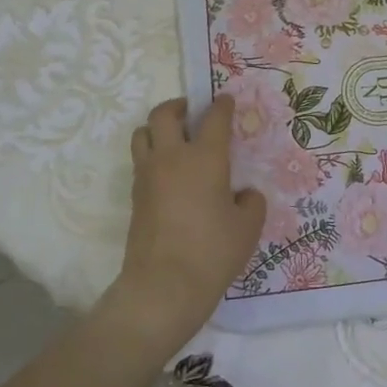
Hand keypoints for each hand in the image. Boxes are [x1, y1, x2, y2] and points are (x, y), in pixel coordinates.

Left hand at [112, 97, 266, 342]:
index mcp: (205, 157)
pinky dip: (153, 156)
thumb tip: (243, 194)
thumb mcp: (248, 227)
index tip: (226, 100)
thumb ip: (250, 202)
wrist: (163, 286)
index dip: (221, 105)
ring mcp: (148, 176)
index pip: (213, 118)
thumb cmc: (213, 251)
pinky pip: (140, 161)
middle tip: (192, 112)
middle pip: (163, 114)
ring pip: (142, 134)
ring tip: (174, 140)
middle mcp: (172, 158)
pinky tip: (170, 174)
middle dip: (178, 106)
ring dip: (158, 129)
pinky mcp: (135, 197)